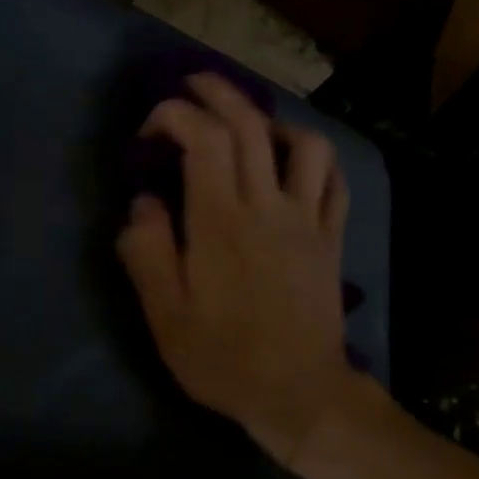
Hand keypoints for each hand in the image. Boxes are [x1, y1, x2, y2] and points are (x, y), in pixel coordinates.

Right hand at [117, 73, 361, 467]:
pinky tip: (296, 166)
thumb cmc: (224, 358)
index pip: (204, 138)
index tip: (150, 130)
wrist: (298, 394)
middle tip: (193, 84)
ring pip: (306, 144)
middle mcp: (268, 206)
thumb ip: (148, 252)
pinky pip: (335, 183)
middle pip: (251, 124)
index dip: (175, 115)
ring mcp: (307, 219)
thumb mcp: (166, 316)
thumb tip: (143, 202)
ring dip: (274, 122)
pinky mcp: (331, 238)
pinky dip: (316, 161)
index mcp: (221, 221)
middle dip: (219, 92)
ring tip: (250, 128)